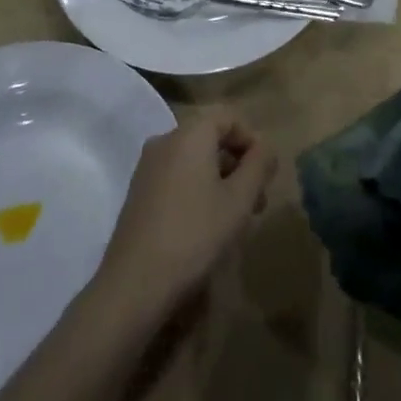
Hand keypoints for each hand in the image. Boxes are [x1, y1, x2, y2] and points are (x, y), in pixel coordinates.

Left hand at [92, 111, 276, 328]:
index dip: (252, 139)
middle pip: (211, 137)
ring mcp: (147, 167)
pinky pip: (177, 176)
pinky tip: (208, 225)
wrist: (134, 284)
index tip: (266, 173)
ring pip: (195, 159)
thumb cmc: (195, 235)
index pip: (228, 116)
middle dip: (239, 163)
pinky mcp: (138, 192)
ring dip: (221, 179)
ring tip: (237, 217)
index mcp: (189, 134)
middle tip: (258, 201)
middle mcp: (165, 141)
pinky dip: (199, 189)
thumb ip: (259, 165)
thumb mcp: (239, 200)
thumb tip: (266, 146)